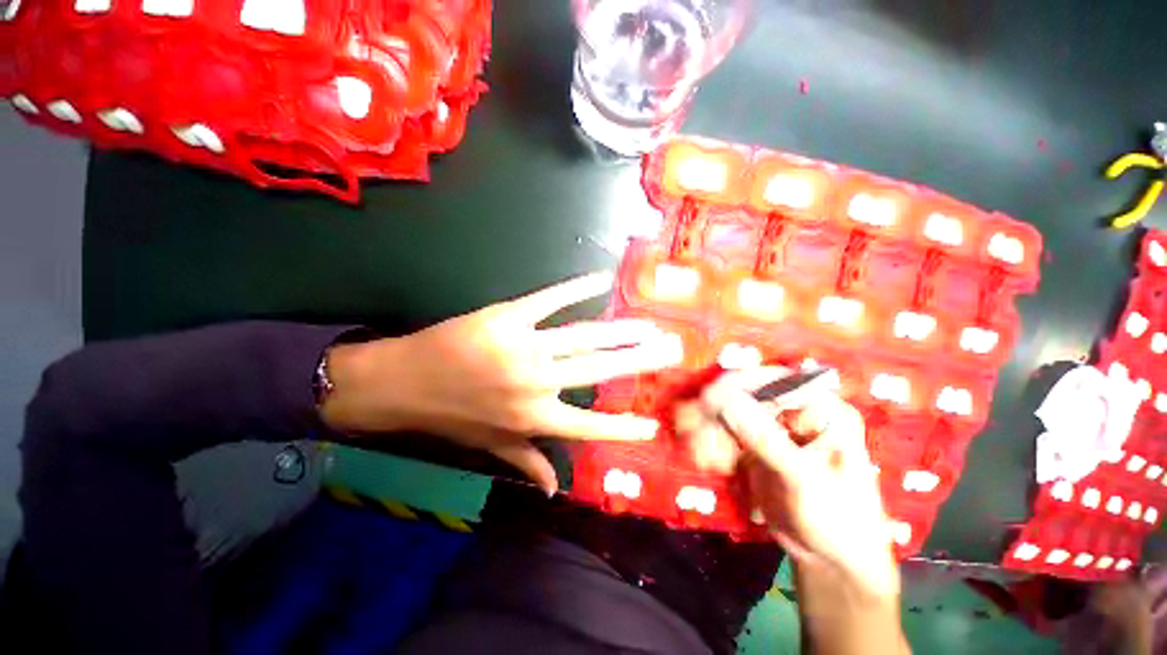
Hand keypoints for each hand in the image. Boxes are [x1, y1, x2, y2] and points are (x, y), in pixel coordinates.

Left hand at [321, 272, 683, 492]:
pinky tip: (600, 279)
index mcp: (534, 418)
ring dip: (620, 330)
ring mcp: (523, 347)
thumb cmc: (450, 416)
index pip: (590, 426)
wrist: (402, 382)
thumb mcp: (490, 445)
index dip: (623, 427)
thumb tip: (554, 490)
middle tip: (670, 349)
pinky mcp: (507, 317)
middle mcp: (536, 384)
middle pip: (598, 369)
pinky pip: (548, 301)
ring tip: (647, 325)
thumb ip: (527, 464)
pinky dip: (576, 289)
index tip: (654, 424)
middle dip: (639, 360)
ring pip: (582, 336)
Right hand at [675, 367, 897, 599]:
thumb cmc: (837, 519)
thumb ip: (766, 440)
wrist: (831, 560)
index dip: (735, 387)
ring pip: (728, 413)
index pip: (772, 381)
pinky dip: (710, 442)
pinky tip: (707, 462)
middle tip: (692, 434)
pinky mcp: (754, 444)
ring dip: (708, 430)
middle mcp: (794, 411)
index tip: (705, 403)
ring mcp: (771, 427)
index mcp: (820, 408)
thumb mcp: (805, 480)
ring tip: (701, 457)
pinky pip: (724, 433)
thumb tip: (725, 403)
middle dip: (715, 414)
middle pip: (743, 395)